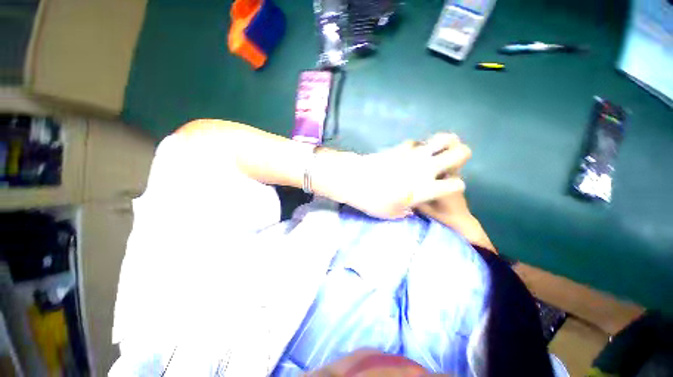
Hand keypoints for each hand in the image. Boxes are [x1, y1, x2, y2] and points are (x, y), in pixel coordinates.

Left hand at [319, 133, 471, 218]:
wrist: (354, 179)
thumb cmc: (373, 200)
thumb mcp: (391, 213)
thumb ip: (405, 211)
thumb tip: (410, 208)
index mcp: (427, 188)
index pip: (456, 185)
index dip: (456, 187)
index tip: (448, 188)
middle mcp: (426, 169)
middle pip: (459, 153)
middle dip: (462, 156)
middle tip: (453, 161)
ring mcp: (413, 154)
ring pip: (441, 139)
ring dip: (443, 144)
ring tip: (437, 150)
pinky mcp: (400, 146)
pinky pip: (416, 142)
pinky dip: (417, 147)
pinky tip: (410, 153)